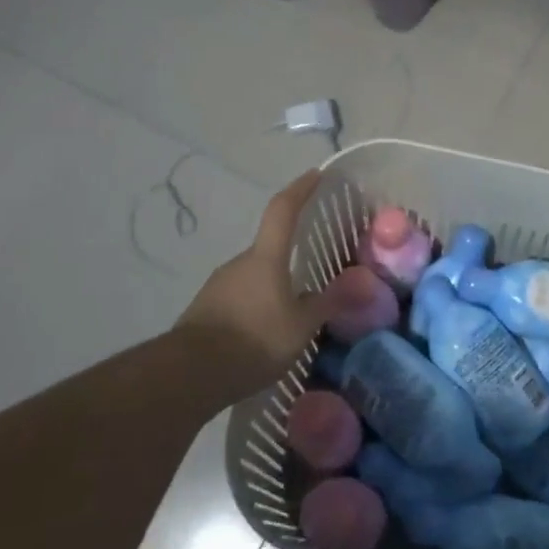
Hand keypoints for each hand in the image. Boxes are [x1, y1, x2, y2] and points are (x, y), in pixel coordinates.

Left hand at [176, 172, 366, 399]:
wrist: (189, 374)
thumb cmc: (254, 340)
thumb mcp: (301, 327)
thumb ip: (328, 303)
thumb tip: (359, 284)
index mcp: (266, 257)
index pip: (283, 210)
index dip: (300, 189)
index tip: (315, 174)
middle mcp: (240, 262)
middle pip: (269, 248)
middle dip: (290, 255)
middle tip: (313, 272)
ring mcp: (218, 285)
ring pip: (254, 276)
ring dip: (273, 286)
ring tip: (292, 311)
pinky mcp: (206, 309)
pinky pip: (240, 298)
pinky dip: (256, 306)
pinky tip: (266, 331)